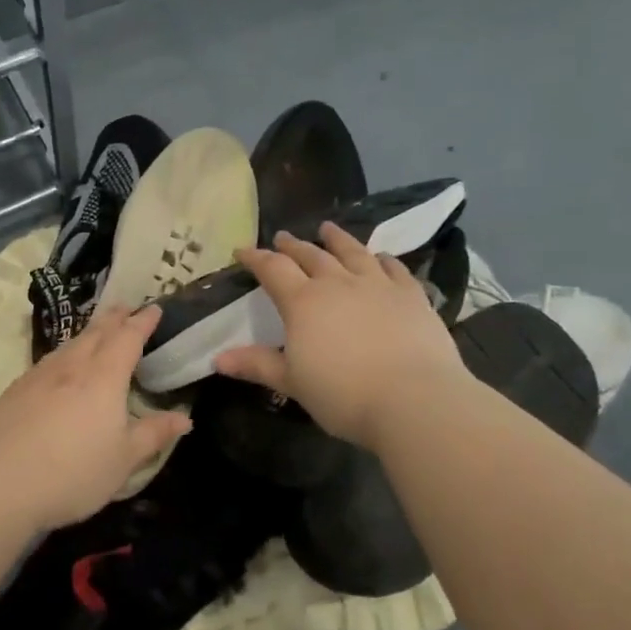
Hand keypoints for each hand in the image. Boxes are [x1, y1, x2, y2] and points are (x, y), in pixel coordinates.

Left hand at [0, 305, 192, 528]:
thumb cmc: (74, 472)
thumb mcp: (123, 460)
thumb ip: (153, 434)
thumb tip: (184, 418)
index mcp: (104, 377)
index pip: (128, 338)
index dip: (142, 322)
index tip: (154, 309)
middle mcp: (72, 367)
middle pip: (96, 333)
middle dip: (114, 318)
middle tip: (126, 307)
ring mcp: (39, 375)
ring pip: (69, 344)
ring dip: (88, 332)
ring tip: (97, 331)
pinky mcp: (15, 390)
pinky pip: (48, 361)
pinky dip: (64, 353)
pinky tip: (60, 365)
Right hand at [213, 222, 467, 448]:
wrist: (413, 400)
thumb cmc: (343, 394)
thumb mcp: (292, 382)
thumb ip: (256, 365)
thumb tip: (217, 359)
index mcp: (302, 302)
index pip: (272, 269)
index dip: (255, 258)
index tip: (242, 251)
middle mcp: (337, 283)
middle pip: (311, 255)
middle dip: (293, 245)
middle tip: (282, 237)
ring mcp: (377, 285)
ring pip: (353, 252)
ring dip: (337, 239)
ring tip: (327, 229)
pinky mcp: (411, 295)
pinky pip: (394, 268)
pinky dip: (383, 259)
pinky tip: (380, 257)